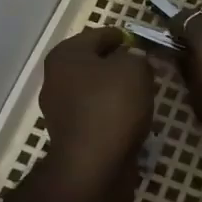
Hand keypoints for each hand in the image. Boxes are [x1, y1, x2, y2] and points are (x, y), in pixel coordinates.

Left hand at [35, 27, 155, 198]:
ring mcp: (60, 110)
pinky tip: (132, 119)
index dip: (121, 36)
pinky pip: (96, 115)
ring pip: (95, 91)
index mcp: (65, 55)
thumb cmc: (111, 106)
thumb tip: (132, 62)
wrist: (93, 167)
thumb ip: (136, 57)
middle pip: (93, 63)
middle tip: (144, 68)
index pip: (98, 35)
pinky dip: (112, 114)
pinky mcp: (70, 136)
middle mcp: (56, 79)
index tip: (140, 42)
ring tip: (143, 94)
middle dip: (118, 64)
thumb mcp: (135, 69)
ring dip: (115, 91)